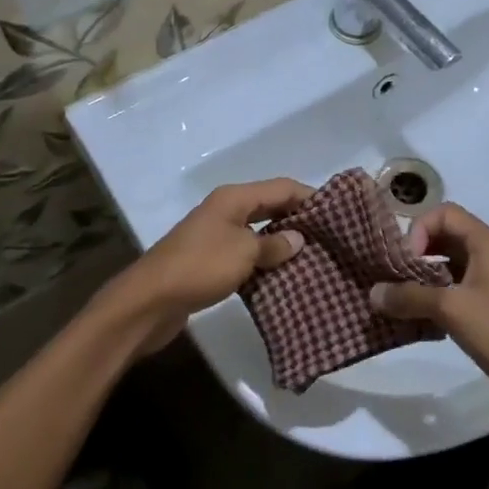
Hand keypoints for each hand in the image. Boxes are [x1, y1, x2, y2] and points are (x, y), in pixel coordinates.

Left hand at [104, 178, 311, 352]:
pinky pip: (247, 254)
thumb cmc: (199, 267)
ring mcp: (217, 236)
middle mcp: (226, 210)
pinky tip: (285, 277)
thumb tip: (299, 239)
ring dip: (283, 243)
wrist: (150, 301)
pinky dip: (265, 261)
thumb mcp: (243, 252)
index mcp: (234, 198)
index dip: (310, 196)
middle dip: (299, 219)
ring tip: (315, 258)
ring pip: (259, 232)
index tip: (338, 212)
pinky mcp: (211, 261)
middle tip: (331, 238)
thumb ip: (274, 245)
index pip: (281, 187)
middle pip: (271, 206)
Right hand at [371, 203, 488, 451]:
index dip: (420, 229)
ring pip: (450, 264)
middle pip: (446, 236)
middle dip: (417, 252)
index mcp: (488, 243)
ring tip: (401, 298)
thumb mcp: (451, 310)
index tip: (406, 260)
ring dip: (424, 276)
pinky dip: (436, 296)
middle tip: (395, 277)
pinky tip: (420, 318)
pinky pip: (457, 288)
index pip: (445, 213)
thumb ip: (409, 297)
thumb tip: (372, 293)